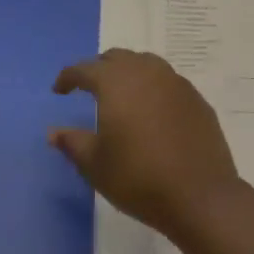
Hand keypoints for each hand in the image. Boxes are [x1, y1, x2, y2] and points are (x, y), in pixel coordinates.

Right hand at [49, 50, 240, 236]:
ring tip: (121, 95)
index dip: (68, 77)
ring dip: (128, 73)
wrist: (200, 195)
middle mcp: (145, 71)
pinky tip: (152, 111)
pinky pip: (167, 81)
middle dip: (98, 69)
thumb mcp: (95, 165)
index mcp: (115, 82)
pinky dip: (153, 88)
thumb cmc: (138, 178)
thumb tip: (53, 132)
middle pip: (116, 58)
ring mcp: (175, 82)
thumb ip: (72, 143)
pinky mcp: (196, 98)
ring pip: (145, 64)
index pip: (85, 69)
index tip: (59, 90)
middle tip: (89, 88)